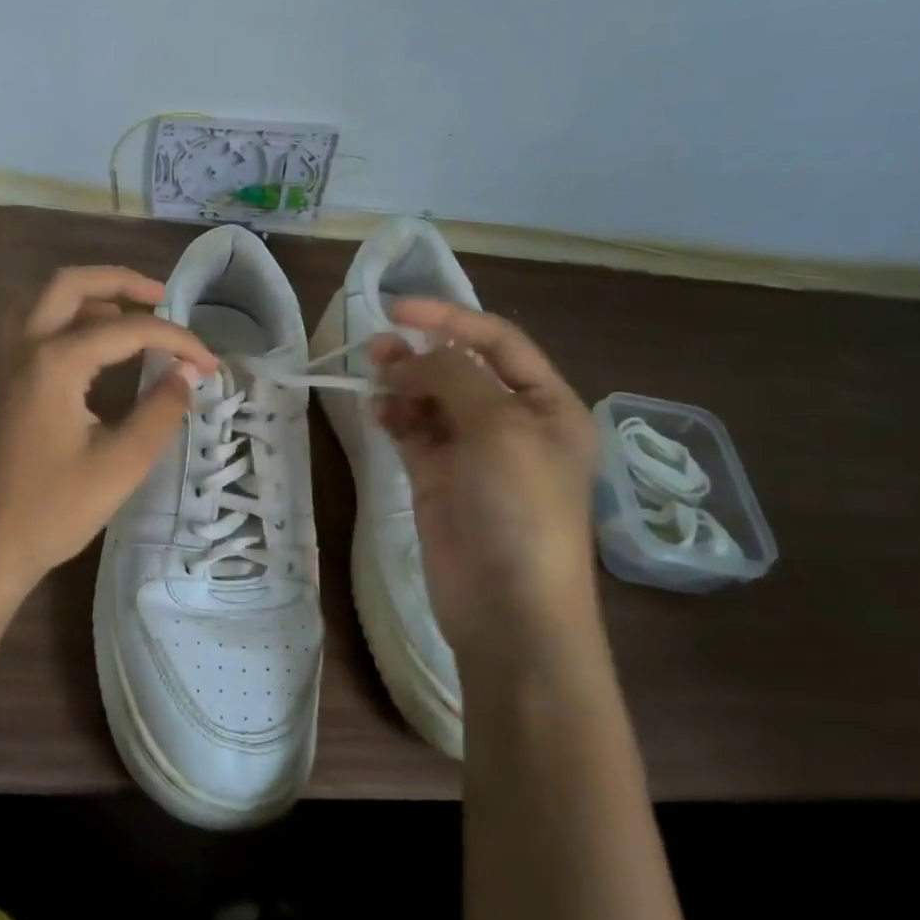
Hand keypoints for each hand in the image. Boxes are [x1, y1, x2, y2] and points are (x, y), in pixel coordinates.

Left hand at [0, 267, 216, 600]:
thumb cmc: (52, 511)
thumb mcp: (120, 464)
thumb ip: (160, 411)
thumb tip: (187, 374)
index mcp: (52, 362)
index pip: (127, 330)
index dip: (175, 340)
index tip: (208, 362)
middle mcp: (18, 346)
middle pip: (68, 283)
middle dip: (120, 281)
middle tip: (160, 297)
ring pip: (38, 299)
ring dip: (84, 296)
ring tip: (125, 317)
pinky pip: (21, 326)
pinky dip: (55, 319)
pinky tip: (77, 347)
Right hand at [371, 298, 598, 652]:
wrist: (509, 609)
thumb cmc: (521, 509)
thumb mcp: (500, 428)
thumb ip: (455, 377)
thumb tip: (411, 356)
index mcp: (547, 406)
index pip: (498, 342)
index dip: (450, 319)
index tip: (398, 309)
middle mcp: (513, 423)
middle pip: (462, 368)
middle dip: (421, 352)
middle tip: (376, 344)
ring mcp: (473, 453)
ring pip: (432, 399)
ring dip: (403, 381)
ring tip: (371, 371)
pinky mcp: (438, 479)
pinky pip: (413, 432)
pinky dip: (394, 416)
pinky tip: (375, 409)